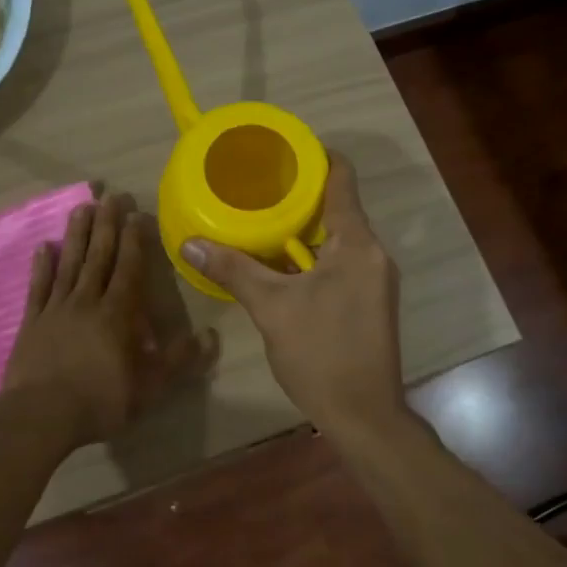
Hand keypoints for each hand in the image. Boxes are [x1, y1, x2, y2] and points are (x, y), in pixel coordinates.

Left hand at [0, 193, 215, 449]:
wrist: (41, 416)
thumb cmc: (101, 401)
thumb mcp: (150, 387)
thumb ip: (179, 360)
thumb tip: (211, 336)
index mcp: (118, 313)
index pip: (129, 268)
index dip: (134, 240)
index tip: (137, 213)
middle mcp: (88, 301)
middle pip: (99, 256)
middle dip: (107, 224)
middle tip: (111, 196)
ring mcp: (56, 309)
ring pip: (69, 263)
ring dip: (77, 235)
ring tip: (82, 207)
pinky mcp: (32, 321)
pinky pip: (39, 286)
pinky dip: (42, 266)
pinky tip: (44, 246)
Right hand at [180, 154, 405, 436]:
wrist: (364, 415)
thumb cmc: (321, 354)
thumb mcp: (271, 308)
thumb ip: (234, 270)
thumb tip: (190, 244)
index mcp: (357, 243)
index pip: (341, 178)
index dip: (314, 156)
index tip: (280, 150)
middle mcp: (373, 254)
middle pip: (338, 208)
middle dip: (298, 196)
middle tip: (256, 188)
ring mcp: (376, 280)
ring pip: (337, 239)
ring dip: (303, 230)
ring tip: (260, 222)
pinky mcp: (370, 303)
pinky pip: (340, 263)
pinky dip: (312, 257)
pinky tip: (280, 266)